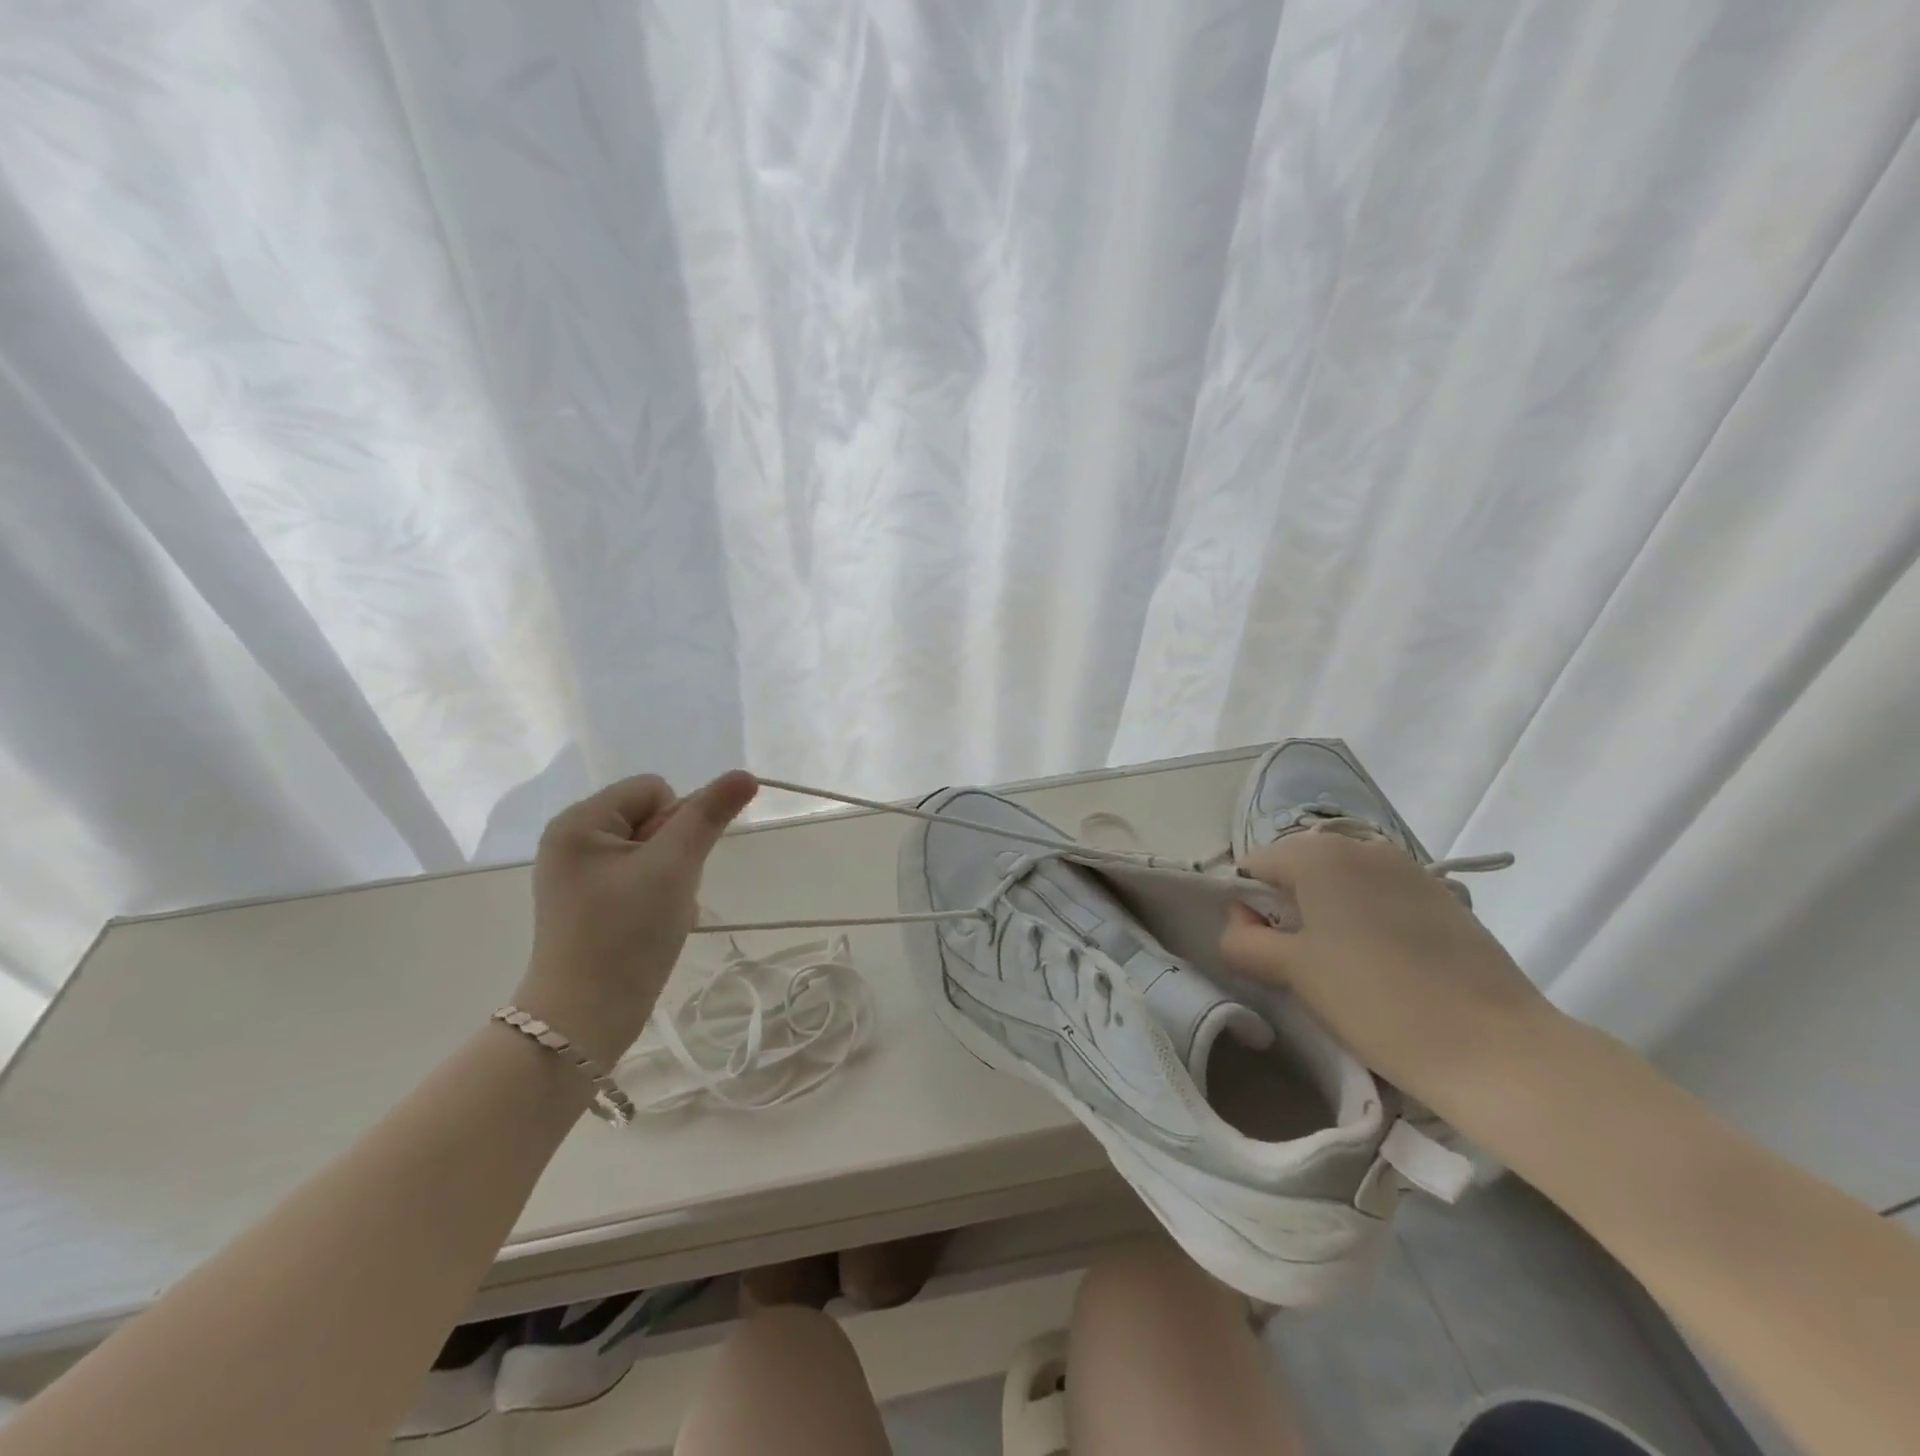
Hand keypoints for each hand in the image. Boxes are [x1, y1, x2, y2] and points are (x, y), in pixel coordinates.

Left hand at [514, 769, 758, 1065]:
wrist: (584, 1020)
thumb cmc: (626, 934)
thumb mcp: (675, 867)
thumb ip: (710, 815)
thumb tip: (745, 775)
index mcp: (579, 822)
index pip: (654, 789)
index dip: (677, 822)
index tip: (668, 866)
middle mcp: (572, 840)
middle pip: (653, 818)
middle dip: (675, 853)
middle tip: (665, 894)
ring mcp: (579, 875)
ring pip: (654, 851)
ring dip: (672, 878)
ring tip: (660, 914)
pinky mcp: (589, 904)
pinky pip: (641, 878)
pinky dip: (658, 897)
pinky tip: (653, 926)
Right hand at [1219, 826, 1562, 1116]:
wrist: (1497, 1049)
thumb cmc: (1376, 1002)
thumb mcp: (1293, 971)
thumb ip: (1244, 939)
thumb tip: (1238, 923)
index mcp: (1318, 854)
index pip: (1252, 867)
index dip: (1246, 908)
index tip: (1263, 953)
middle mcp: (1361, 846)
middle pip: (1296, 869)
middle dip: (1287, 909)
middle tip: (1302, 963)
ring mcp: (1407, 868)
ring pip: (1339, 883)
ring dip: (1327, 914)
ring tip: (1345, 966)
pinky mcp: (1441, 896)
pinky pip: (1379, 895)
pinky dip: (1366, 919)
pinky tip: (1385, 964)